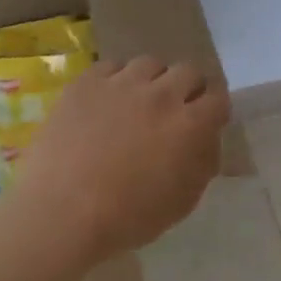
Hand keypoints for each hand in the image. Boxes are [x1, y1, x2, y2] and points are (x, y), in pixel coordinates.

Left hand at [9, 56, 230, 259]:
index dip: (214, 108)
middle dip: (187, 88)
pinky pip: (111, 67)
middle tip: (175, 109)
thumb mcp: (183, 201)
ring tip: (139, 101)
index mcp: (190, 125)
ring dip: (152, 80)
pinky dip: (116, 80)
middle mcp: (161, 94)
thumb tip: (206, 139)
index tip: (206, 120)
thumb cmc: (128, 217)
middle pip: (187, 71)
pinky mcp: (87, 82)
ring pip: (150, 64)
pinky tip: (106, 101)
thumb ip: (203, 162)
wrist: (62, 211)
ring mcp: (122, 83)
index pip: (218, 97)